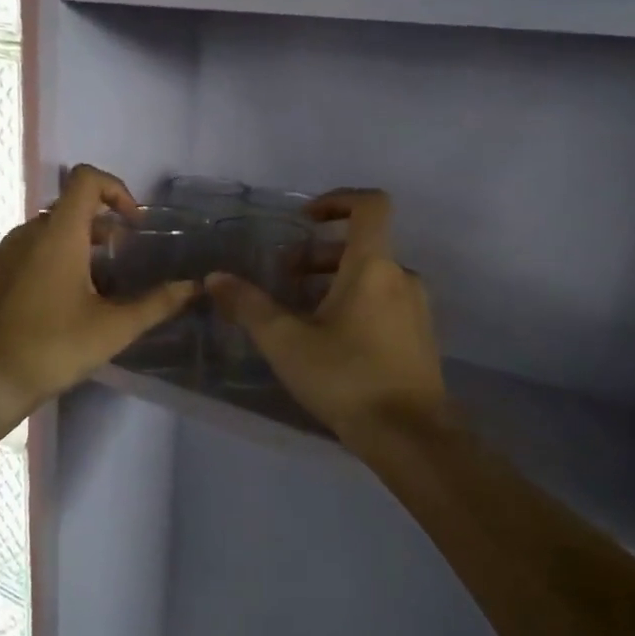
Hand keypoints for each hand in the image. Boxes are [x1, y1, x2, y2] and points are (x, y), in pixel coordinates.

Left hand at [0, 165, 197, 417]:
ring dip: (68, 250)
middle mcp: (23, 235)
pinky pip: (15, 258)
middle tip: (116, 268)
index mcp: (58, 236)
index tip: (132, 226)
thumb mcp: (112, 329)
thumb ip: (156, 304)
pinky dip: (39, 267)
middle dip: (97, 230)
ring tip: (84, 293)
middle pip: (66, 211)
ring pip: (40, 236)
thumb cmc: (51, 350)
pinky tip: (46, 309)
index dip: (115, 189)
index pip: (86, 179)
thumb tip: (194, 287)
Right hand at [207, 189, 450, 447]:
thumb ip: (249, 306)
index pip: (370, 205)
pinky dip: (356, 304)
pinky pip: (385, 303)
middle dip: (319, 255)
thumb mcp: (286, 342)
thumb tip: (215, 278)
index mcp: (374, 266)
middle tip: (285, 278)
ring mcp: (416, 308)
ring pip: (373, 277)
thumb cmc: (346, 377)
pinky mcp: (419, 337)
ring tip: (300, 312)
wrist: (410, 435)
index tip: (305, 219)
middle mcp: (401, 277)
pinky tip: (329, 340)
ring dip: (335, 282)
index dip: (337, 200)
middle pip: (363, 246)